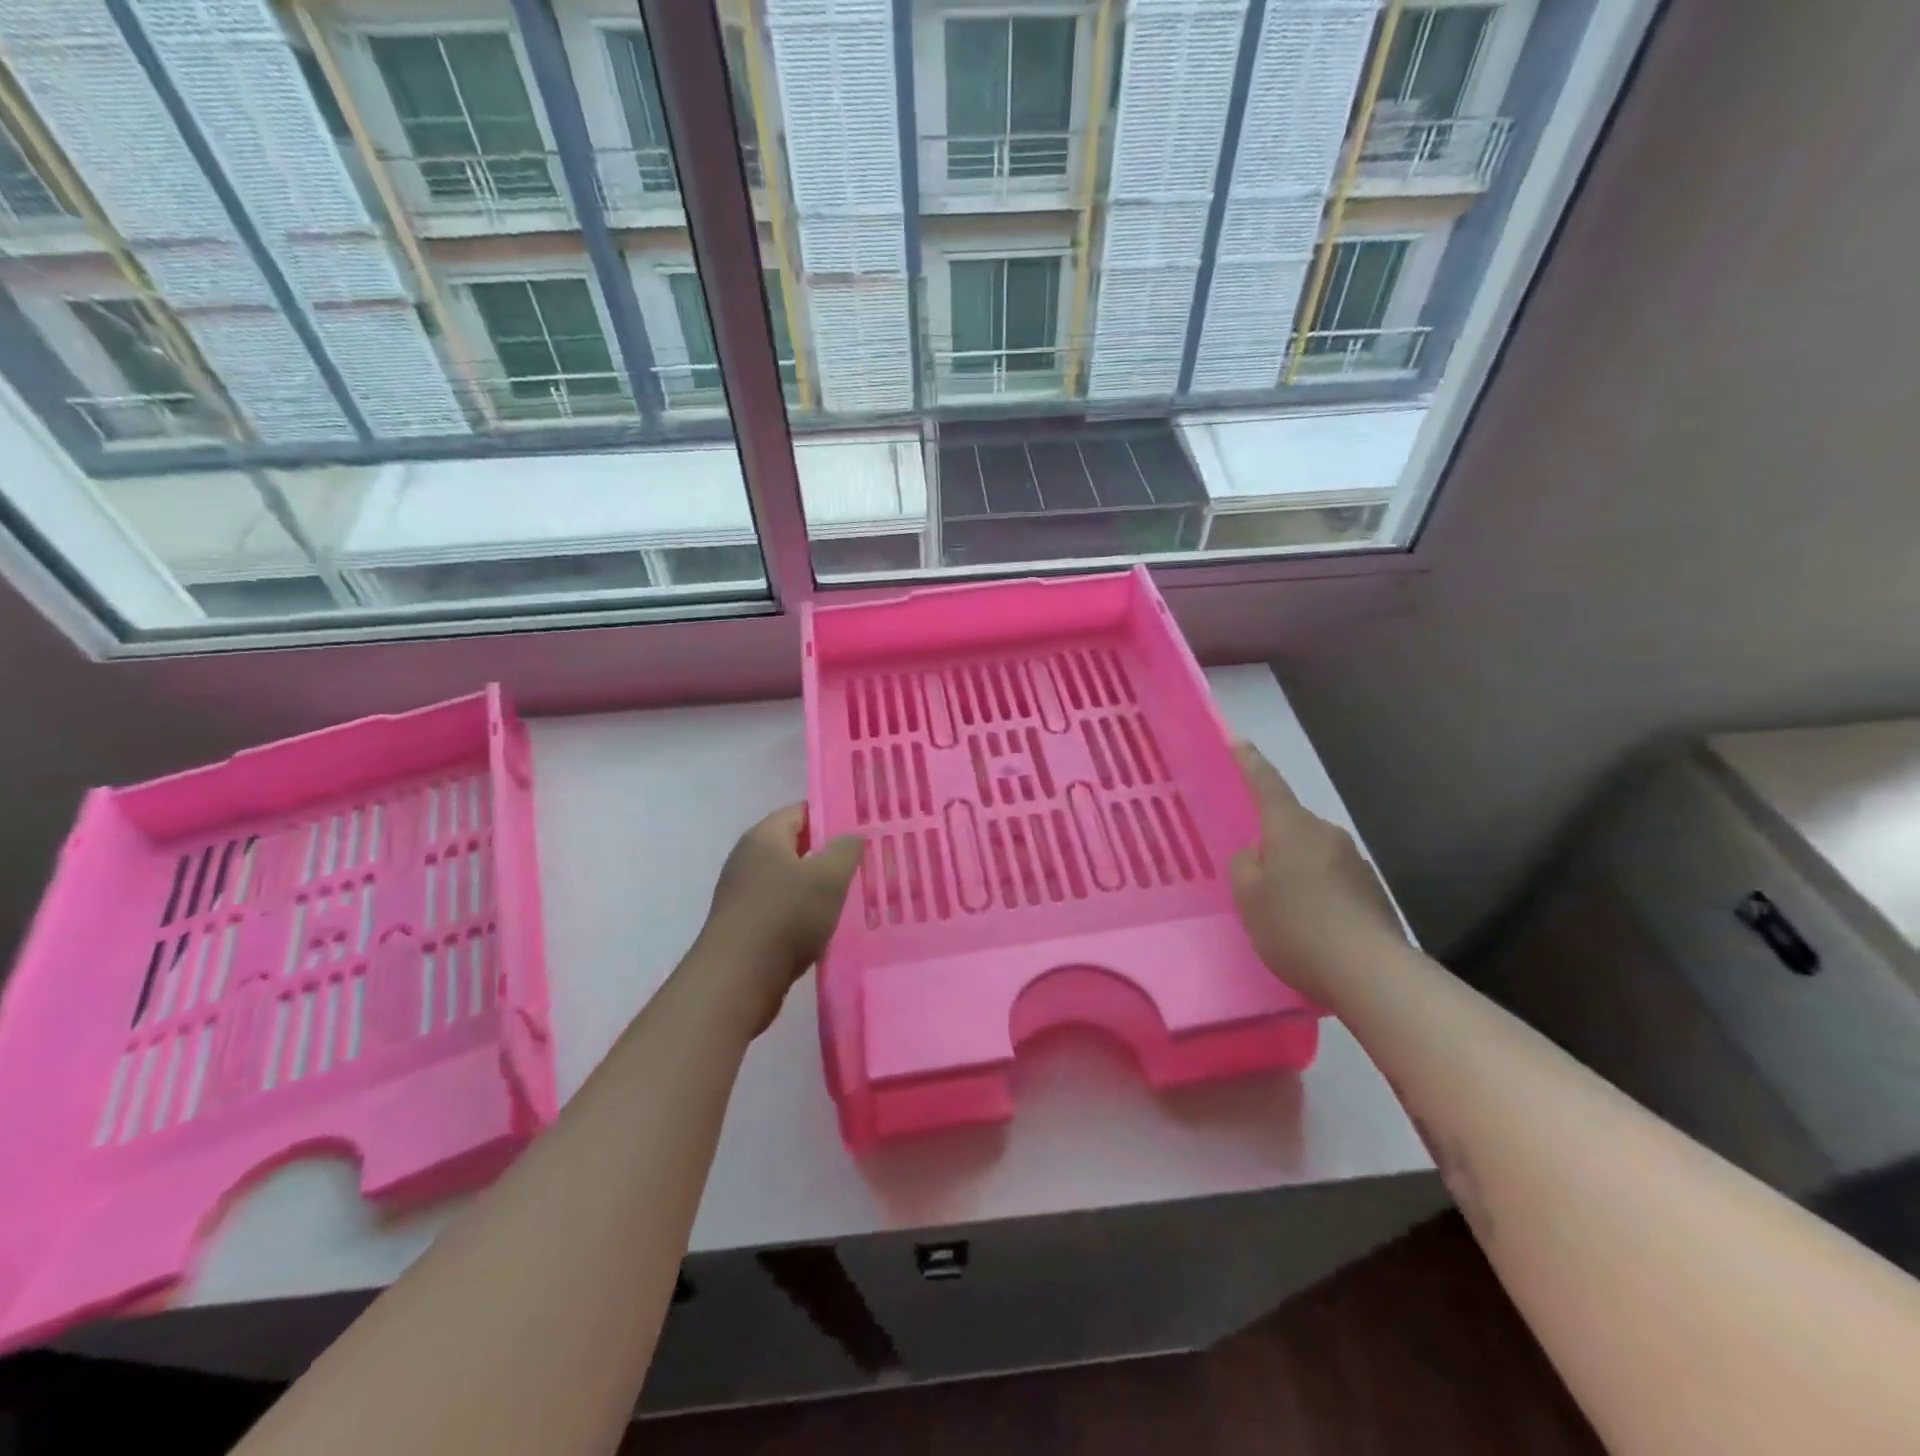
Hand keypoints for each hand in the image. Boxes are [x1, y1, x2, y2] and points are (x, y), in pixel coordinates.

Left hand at [694, 804, 864, 1033]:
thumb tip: (852, 835)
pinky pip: (780, 906)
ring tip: (851, 894)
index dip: (832, 815)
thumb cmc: (786, 916)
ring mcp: (742, 892)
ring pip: (789, 878)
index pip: (801, 810)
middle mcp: (748, 858)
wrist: (737, 979)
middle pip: (795, 844)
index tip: (862, 827)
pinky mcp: (744, 923)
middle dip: (828, 852)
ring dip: (816, 885)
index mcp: (764, 836)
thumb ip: (846, 849)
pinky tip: (824, 925)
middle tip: (863, 861)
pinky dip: (802, 910)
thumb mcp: (829, 877)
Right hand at [1229, 742, 1401, 1002]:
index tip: (1239, 741)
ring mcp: (1355, 862)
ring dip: (1297, 871)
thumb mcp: (1249, 898)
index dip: (1250, 764)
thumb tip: (1257, 854)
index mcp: (1292, 829)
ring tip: (1283, 911)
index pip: (1267, 785)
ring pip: (1312, 855)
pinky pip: (1332, 880)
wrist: (1369, 972)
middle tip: (1255, 875)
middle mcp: (1327, 835)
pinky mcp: (1372, 891)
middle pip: (1291, 827)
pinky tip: (1311, 927)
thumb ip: (1245, 866)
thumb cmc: (1296, 927)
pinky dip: (1317, 894)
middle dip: (1273, 842)